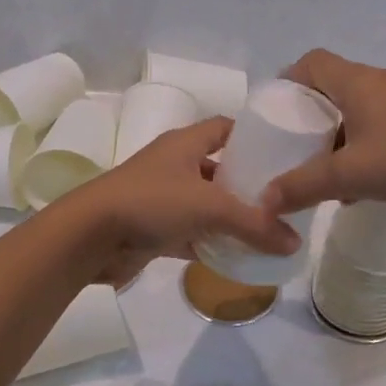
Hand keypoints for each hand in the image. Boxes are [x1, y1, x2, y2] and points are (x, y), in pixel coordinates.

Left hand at [62, 118, 299, 285]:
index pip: (226, 128)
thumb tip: (294, 243)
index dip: (253, 136)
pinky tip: (241, 257)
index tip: (283, 154)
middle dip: (249, 185)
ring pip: (208, 205)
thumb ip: (255, 225)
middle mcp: (175, 166)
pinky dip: (213, 244)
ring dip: (232, 218)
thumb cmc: (151, 202)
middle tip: (284, 201)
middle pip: (221, 169)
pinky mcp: (156, 230)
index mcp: (185, 144)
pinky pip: (194, 234)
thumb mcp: (210, 207)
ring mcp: (164, 199)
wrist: (90, 237)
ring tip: (270, 231)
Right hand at [262, 50, 385, 216]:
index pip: (312, 62)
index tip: (275, 112)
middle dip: (310, 116)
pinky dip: (363, 149)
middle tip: (293, 146)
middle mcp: (381, 83)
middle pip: (333, 87)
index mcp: (358, 81)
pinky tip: (361, 186)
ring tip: (323, 172)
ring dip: (337, 138)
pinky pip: (381, 129)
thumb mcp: (348, 175)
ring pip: (358, 112)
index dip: (288, 80)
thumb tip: (264, 201)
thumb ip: (302, 186)